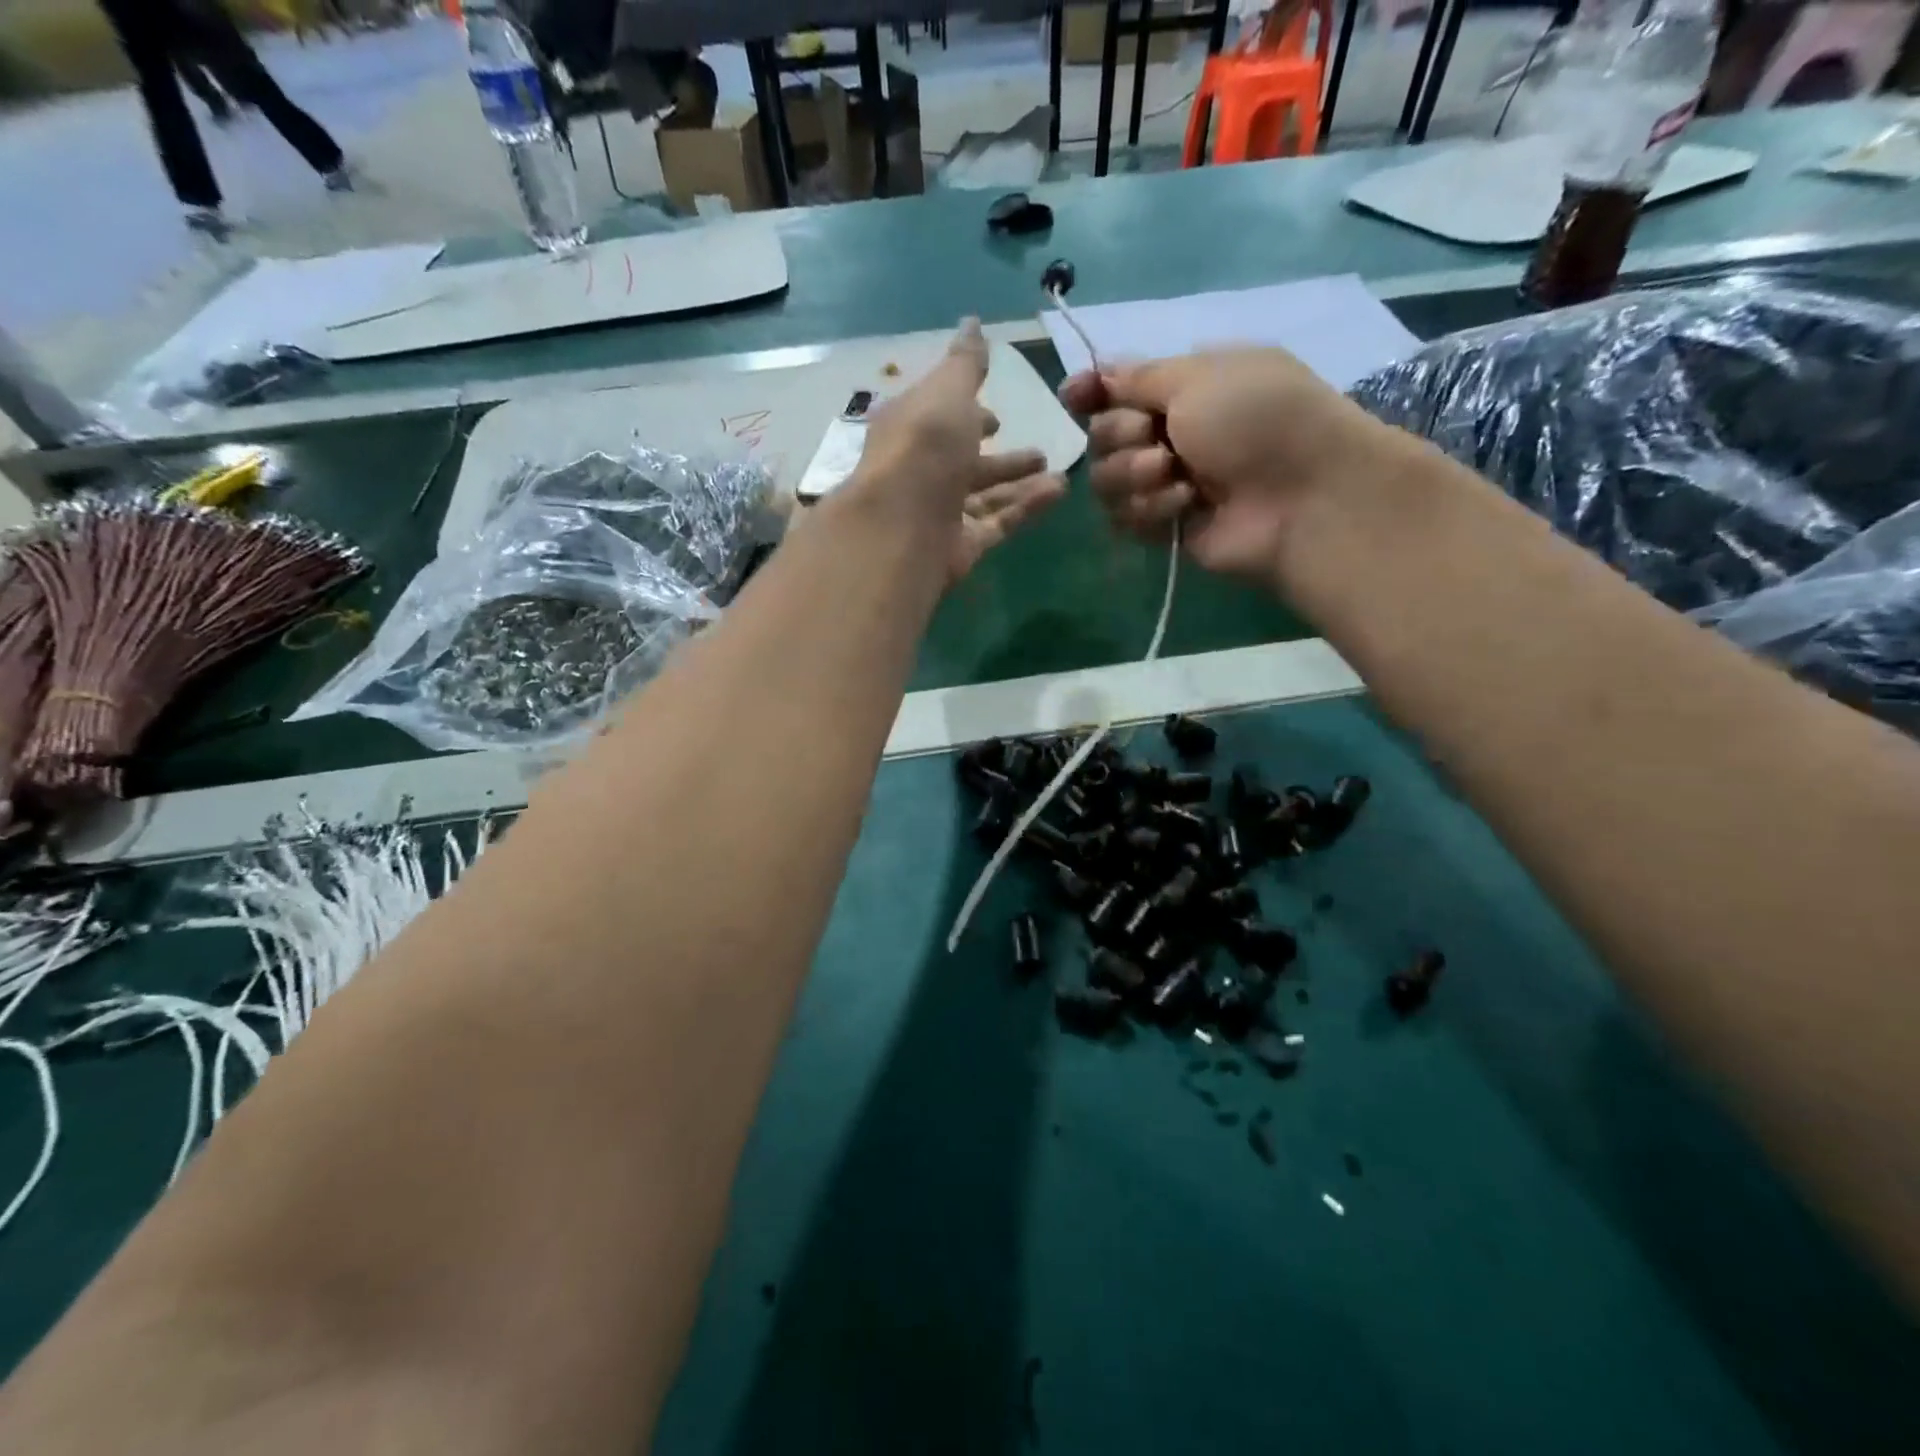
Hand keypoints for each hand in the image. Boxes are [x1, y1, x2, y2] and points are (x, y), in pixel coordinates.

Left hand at [849, 320, 1065, 580]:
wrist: (905, 525)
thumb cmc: (924, 446)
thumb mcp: (948, 391)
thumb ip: (966, 364)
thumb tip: (972, 322)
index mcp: (910, 429)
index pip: (939, 419)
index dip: (966, 414)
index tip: (995, 416)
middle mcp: (922, 472)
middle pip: (965, 463)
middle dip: (1000, 457)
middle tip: (1038, 450)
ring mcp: (940, 513)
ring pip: (986, 496)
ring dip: (1020, 482)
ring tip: (1059, 473)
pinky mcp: (960, 545)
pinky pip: (998, 523)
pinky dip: (1026, 507)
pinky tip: (1058, 492)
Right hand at [1059, 348, 1399, 584]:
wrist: (1301, 496)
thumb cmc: (1257, 418)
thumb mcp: (1198, 375)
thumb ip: (1138, 377)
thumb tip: (1098, 372)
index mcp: (1184, 388)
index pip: (1117, 388)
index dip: (1090, 393)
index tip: (1074, 396)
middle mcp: (1171, 434)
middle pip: (1102, 436)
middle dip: (1120, 436)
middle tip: (1157, 440)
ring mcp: (1167, 483)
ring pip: (1106, 481)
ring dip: (1134, 475)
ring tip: (1175, 476)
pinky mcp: (1166, 527)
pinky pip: (1125, 518)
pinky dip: (1151, 509)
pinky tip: (1186, 506)